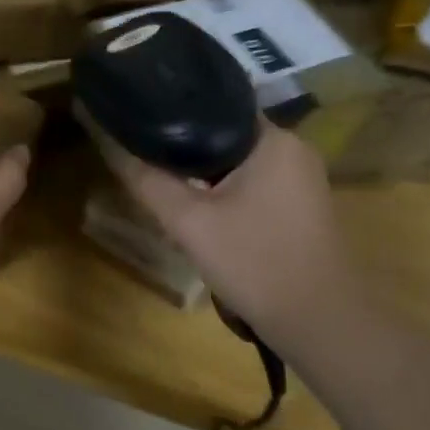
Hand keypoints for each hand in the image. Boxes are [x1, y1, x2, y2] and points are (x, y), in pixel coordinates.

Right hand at [105, 122, 362, 348]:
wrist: (320, 325)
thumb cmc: (256, 263)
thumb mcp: (190, 222)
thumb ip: (147, 180)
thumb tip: (109, 143)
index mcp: (273, 139)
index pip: (215, 105)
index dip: (174, 111)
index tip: (140, 120)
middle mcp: (293, 149)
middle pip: (223, 134)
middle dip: (184, 149)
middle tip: (144, 157)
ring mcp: (301, 179)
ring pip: (236, 162)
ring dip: (202, 173)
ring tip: (163, 181)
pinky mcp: (301, 205)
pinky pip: (251, 183)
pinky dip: (223, 190)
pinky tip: (199, 210)